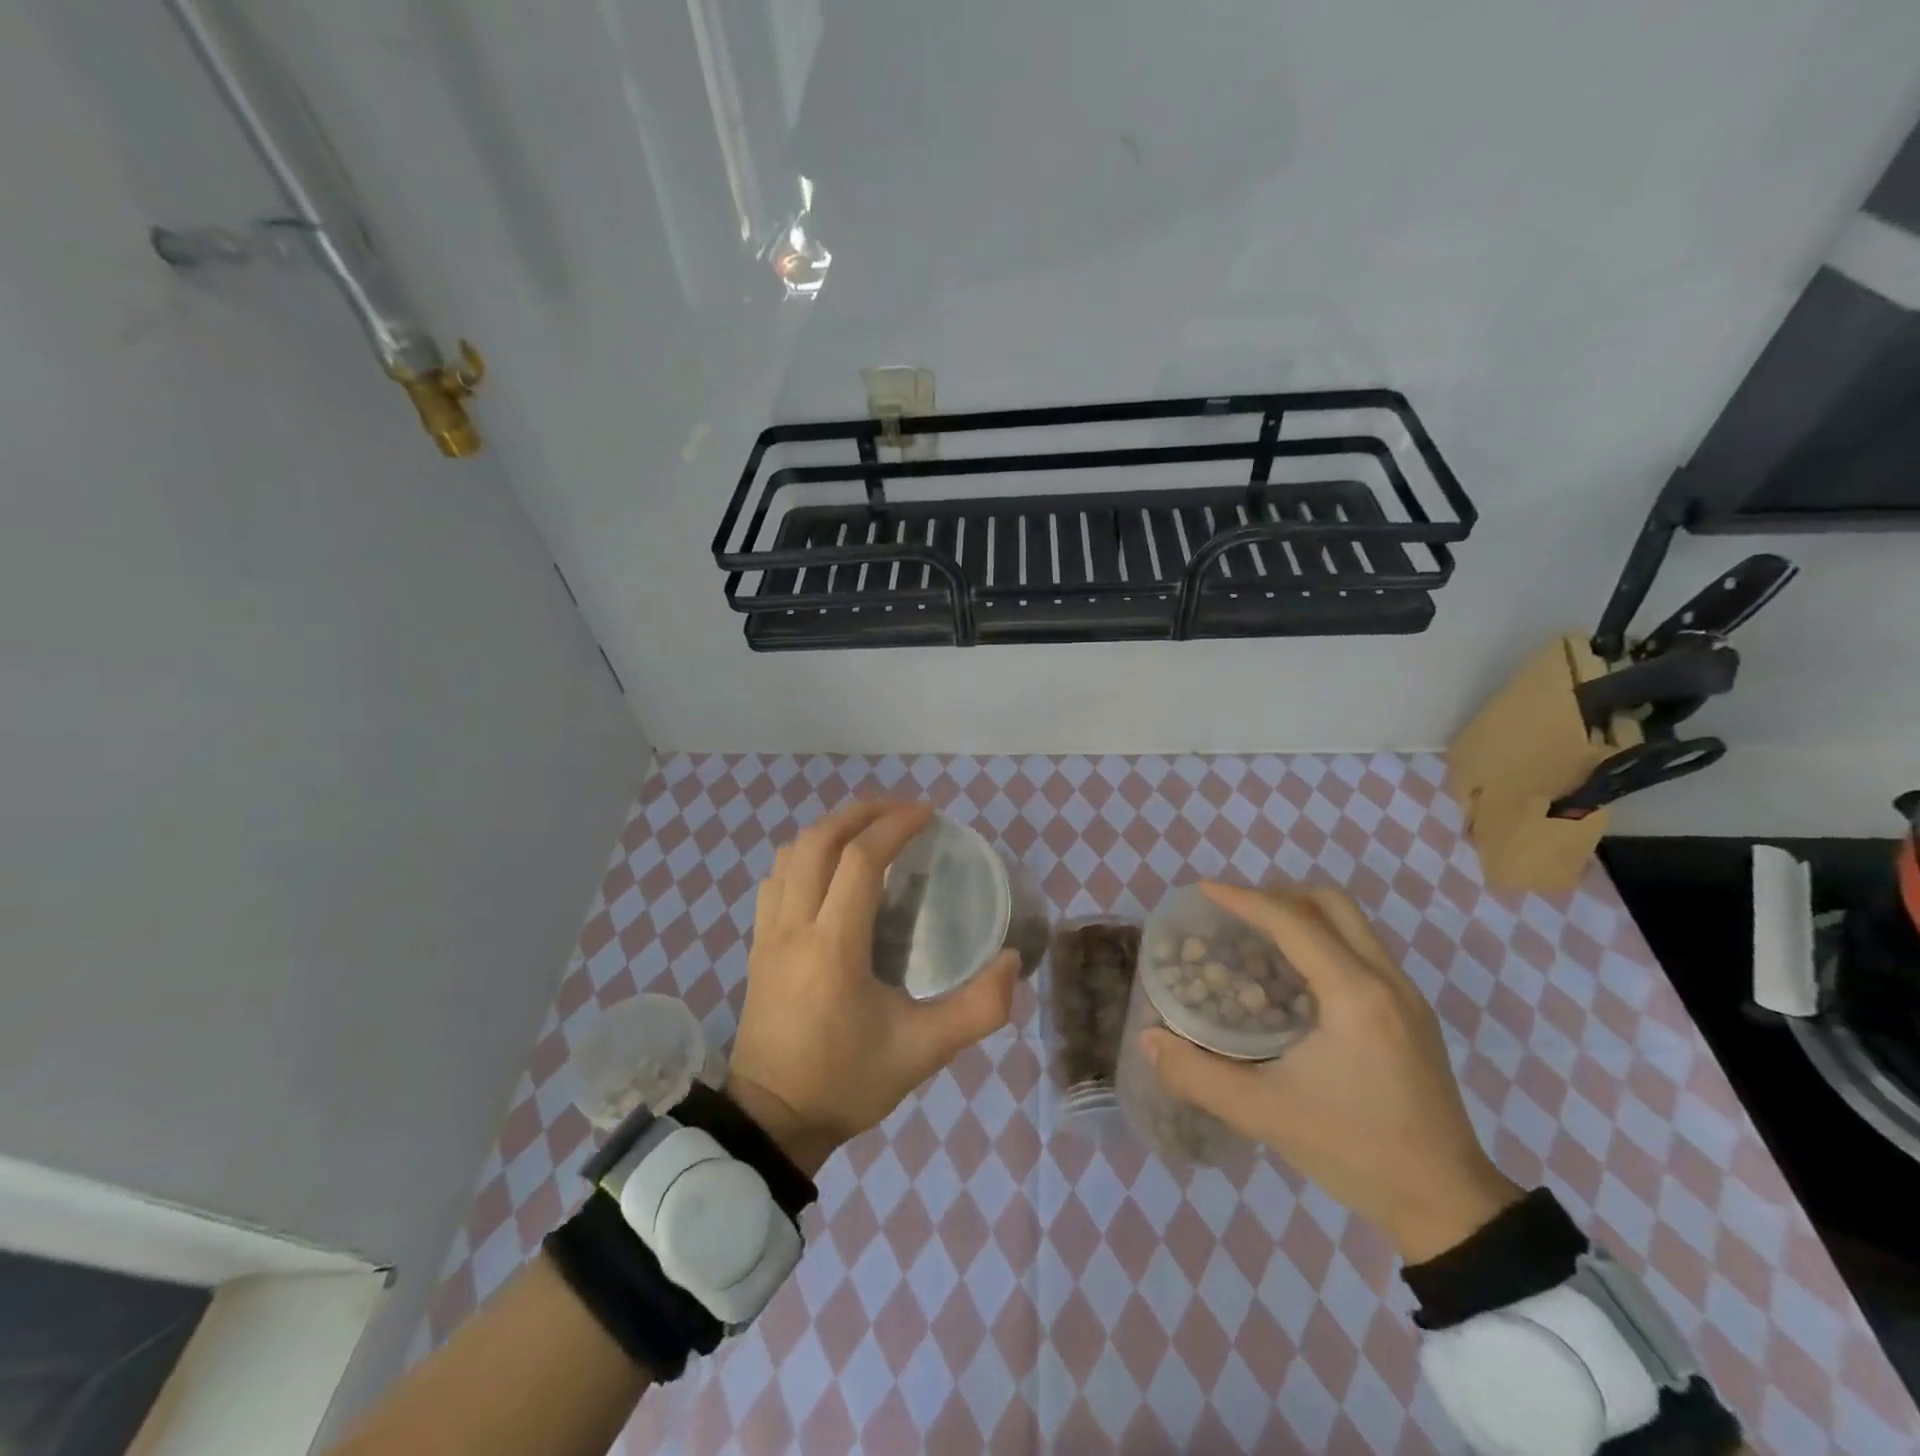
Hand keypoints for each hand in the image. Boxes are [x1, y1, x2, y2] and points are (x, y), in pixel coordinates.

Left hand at [726, 800, 1018, 1176]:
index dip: (895, 826)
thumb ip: (977, 1009)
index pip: (860, 860)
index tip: (928, 814)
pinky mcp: (757, 945)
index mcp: (833, 947)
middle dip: (862, 813)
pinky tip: (830, 869)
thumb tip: (1012, 961)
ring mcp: (768, 934)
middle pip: (818, 840)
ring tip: (869, 831)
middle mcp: (794, 927)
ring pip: (790, 854)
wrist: (772, 1122)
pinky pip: (775, 878)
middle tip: (902, 811)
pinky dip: (805, 855)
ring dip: (831, 829)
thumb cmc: (846, 1082)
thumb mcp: (923, 1053)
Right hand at [1139, 884, 1521, 1262]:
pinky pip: (1361, 950)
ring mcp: (1405, 996)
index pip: (1293, 921)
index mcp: (1354, 994)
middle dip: (1278, 896)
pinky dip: (1322, 941)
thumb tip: (1150, 1040)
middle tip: (1235, 915)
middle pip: (1331, 903)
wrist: (1448, 1204)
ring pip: (1351, 924)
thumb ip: (1199, 1075)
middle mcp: (1385, 980)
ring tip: (1256, 940)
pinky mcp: (1411, 1015)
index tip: (1203, 891)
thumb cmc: (1356, 1151)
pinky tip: (1292, 980)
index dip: (1244, 899)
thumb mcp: (1266, 1114)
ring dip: (1302, 917)